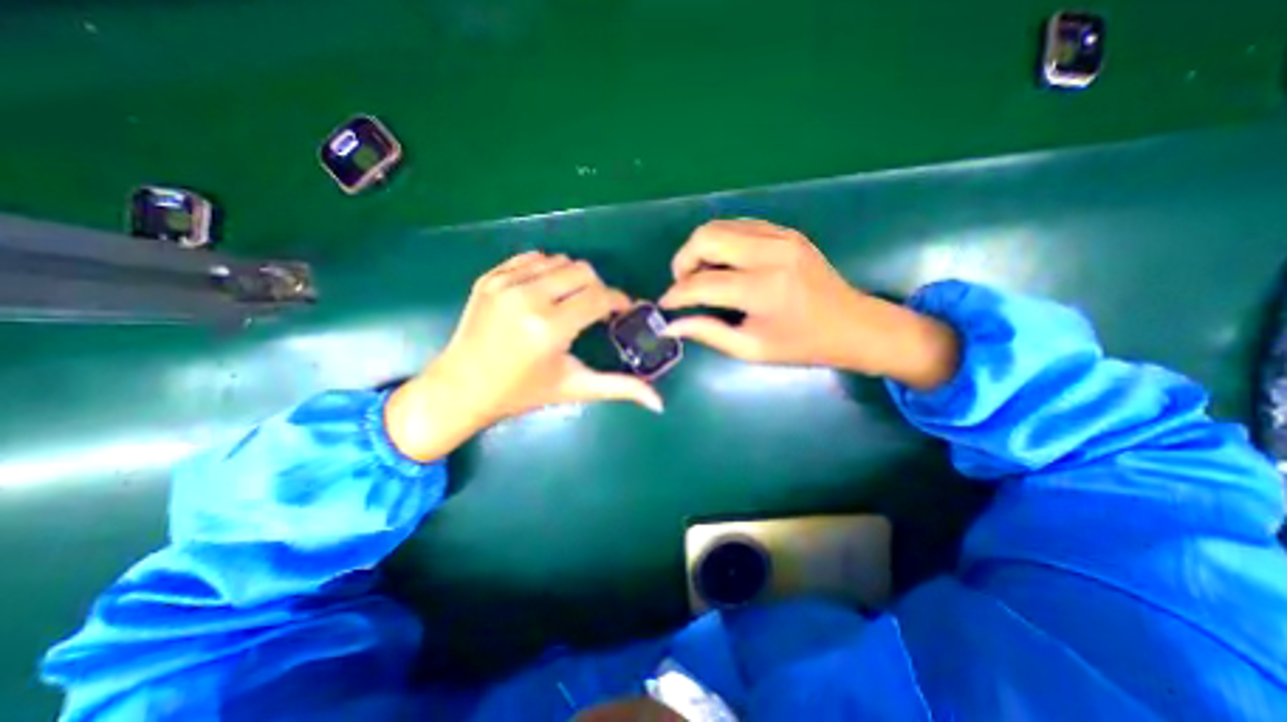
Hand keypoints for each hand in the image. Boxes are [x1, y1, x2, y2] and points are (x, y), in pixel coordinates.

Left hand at [380, 252, 663, 458]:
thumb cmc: (521, 392)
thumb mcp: (573, 388)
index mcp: (550, 328)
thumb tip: (659, 403)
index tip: (623, 310)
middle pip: (583, 271)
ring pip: (559, 260)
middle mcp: (527, 298)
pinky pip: (531, 258)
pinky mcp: (489, 278)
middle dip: (598, 288)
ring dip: (573, 279)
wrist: (461, 387)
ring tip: (569, 302)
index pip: (600, 297)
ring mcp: (504, 284)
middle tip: (594, 310)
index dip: (619, 300)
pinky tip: (544, 293)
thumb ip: (619, 388)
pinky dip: (546, 271)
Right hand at [664, 216, 953, 388]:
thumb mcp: (752, 349)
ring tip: (700, 274)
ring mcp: (780, 237)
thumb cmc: (802, 345)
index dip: (677, 293)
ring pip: (720, 225)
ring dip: (700, 249)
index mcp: (763, 290)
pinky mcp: (786, 232)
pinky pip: (739, 225)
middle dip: (683, 260)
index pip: (703, 283)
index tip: (666, 303)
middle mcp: (770, 254)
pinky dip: (722, 242)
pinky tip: (723, 263)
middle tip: (683, 284)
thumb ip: (709, 333)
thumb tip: (671, 325)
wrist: (853, 324)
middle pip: (706, 237)